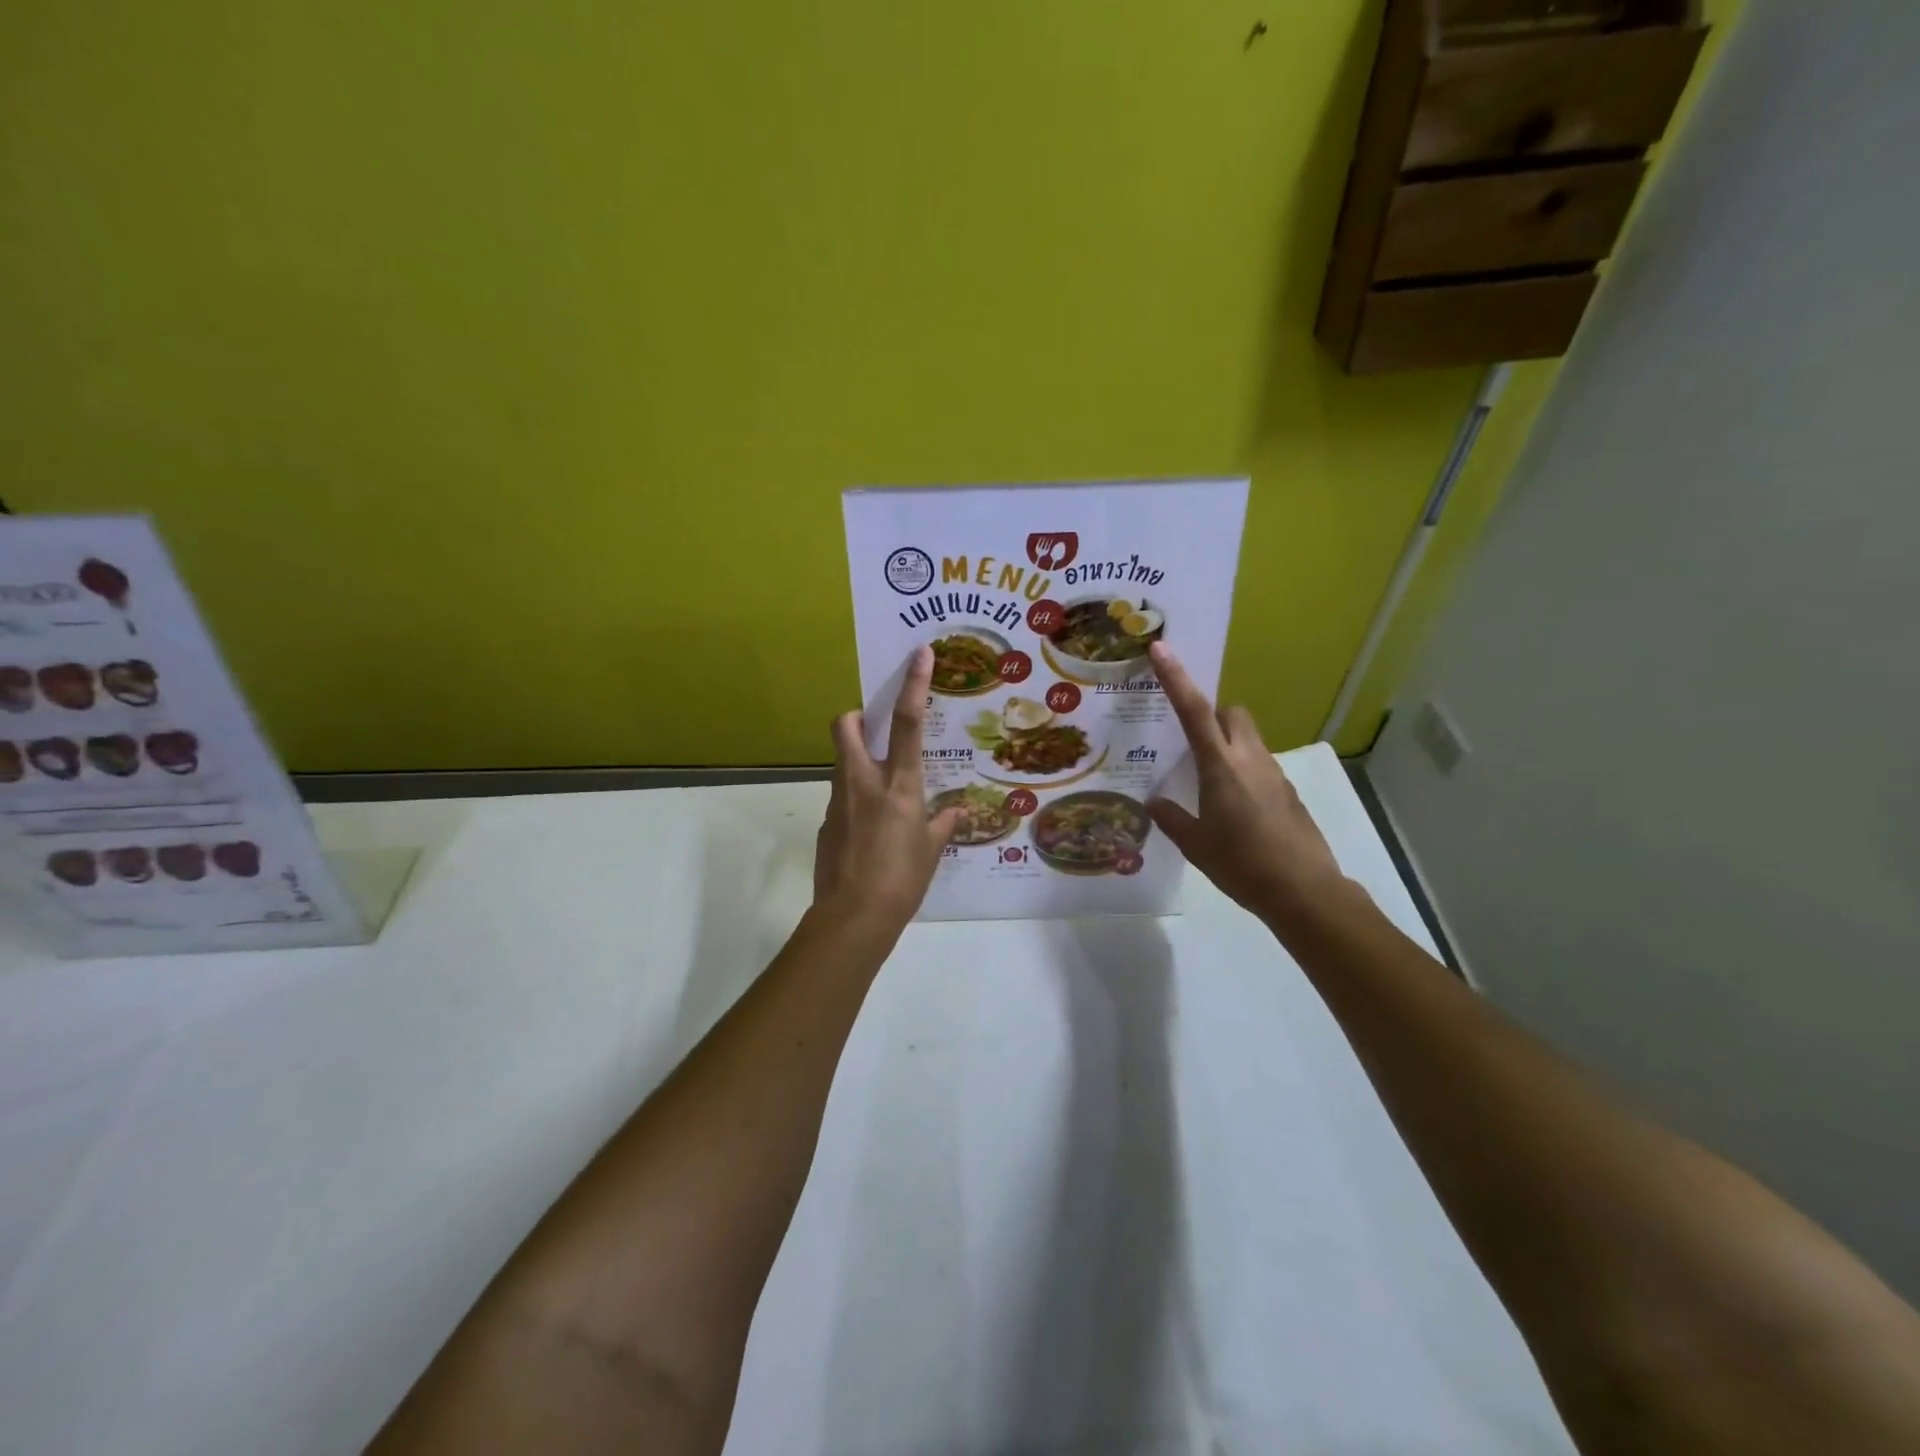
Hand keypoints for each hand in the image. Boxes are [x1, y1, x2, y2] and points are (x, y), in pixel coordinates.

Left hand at [813, 646, 961, 933]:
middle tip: (872, 727)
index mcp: (898, 785)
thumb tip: (955, 813)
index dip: (912, 685)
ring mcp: (839, 801)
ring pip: (841, 762)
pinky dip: (855, 800)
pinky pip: (841, 798)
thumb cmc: (902, 880)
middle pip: (846, 726)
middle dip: (856, 716)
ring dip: (857, 761)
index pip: (907, 723)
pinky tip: (870, 832)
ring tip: (880, 792)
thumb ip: (942, 825)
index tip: (917, 654)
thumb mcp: (932, 851)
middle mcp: (863, 782)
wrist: (853, 917)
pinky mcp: (826, 823)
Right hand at [1146, 643, 1351, 924]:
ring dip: (1227, 742)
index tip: (1161, 648)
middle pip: (1232, 713)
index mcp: (1221, 767)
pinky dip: (1243, 769)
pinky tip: (1234, 806)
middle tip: (1189, 739)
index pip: (1194, 710)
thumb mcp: (1196, 845)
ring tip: (1206, 779)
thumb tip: (1154, 802)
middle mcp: (1250, 759)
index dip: (1176, 677)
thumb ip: (1172, 818)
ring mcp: (1274, 773)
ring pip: (1248, 738)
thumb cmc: (1242, 865)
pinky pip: (1260, 764)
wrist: (1304, 892)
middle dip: (1211, 712)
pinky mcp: (1288, 791)